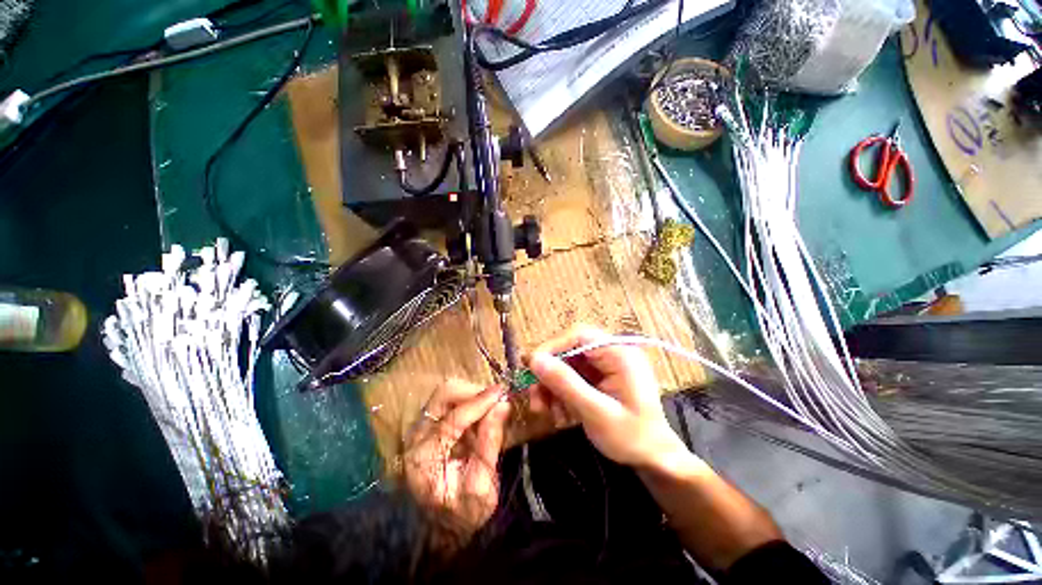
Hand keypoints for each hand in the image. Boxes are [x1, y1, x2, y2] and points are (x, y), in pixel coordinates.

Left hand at [404, 380, 511, 534]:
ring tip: (491, 407)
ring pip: (446, 394)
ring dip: (471, 395)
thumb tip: (503, 405)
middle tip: (496, 398)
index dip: (479, 403)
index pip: (453, 419)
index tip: (502, 394)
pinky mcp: (430, 426)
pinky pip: (450, 402)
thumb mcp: (481, 485)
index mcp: (423, 457)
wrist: (444, 527)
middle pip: (442, 395)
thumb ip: (490, 442)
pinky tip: (482, 413)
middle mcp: (416, 437)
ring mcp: (420, 429)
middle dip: (472, 392)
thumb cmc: (463, 512)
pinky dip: (468, 401)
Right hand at [527, 325, 688, 470]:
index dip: (552, 347)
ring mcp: (605, 366)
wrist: (654, 459)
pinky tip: (560, 414)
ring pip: (567, 365)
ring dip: (552, 387)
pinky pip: (572, 378)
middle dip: (549, 374)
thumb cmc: (632, 437)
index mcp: (619, 353)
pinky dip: (561, 394)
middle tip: (534, 397)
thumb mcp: (596, 412)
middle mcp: (611, 353)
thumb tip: (535, 360)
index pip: (579, 336)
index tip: (531, 367)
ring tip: (545, 411)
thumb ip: (566, 384)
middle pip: (570, 351)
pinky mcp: (599, 378)